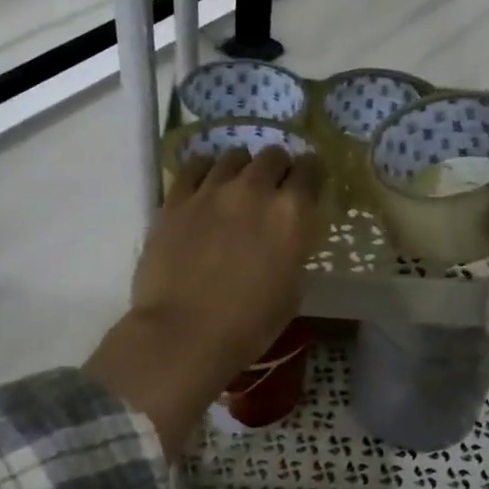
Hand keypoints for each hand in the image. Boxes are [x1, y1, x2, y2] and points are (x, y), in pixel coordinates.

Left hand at [86, 147, 324, 449]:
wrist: (184, 334)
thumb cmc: (248, 326)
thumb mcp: (291, 291)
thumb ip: (293, 251)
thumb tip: (287, 239)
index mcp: (292, 213)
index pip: (311, 169)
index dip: (311, 175)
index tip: (307, 186)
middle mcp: (254, 189)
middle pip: (273, 155)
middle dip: (277, 168)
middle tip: (272, 189)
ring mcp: (212, 190)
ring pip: (234, 155)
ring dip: (242, 168)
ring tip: (236, 187)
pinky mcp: (176, 199)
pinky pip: (194, 166)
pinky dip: (205, 170)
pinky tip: (204, 185)